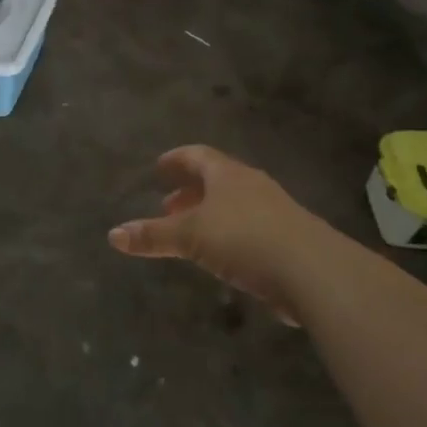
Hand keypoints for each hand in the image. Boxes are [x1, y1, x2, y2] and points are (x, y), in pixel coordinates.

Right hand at [109, 146, 327, 318]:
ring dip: (210, 214)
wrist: (313, 271)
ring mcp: (275, 210)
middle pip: (216, 179)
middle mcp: (252, 185)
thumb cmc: (244, 239)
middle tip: (167, 205)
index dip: (176, 160)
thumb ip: (153, 235)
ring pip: (234, 204)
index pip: (197, 156)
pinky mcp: (288, 238)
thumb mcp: (190, 236)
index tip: (159, 167)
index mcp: (228, 174)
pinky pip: (250, 228)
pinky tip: (222, 256)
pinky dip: (229, 234)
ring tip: (190, 232)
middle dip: (190, 191)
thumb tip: (113, 234)